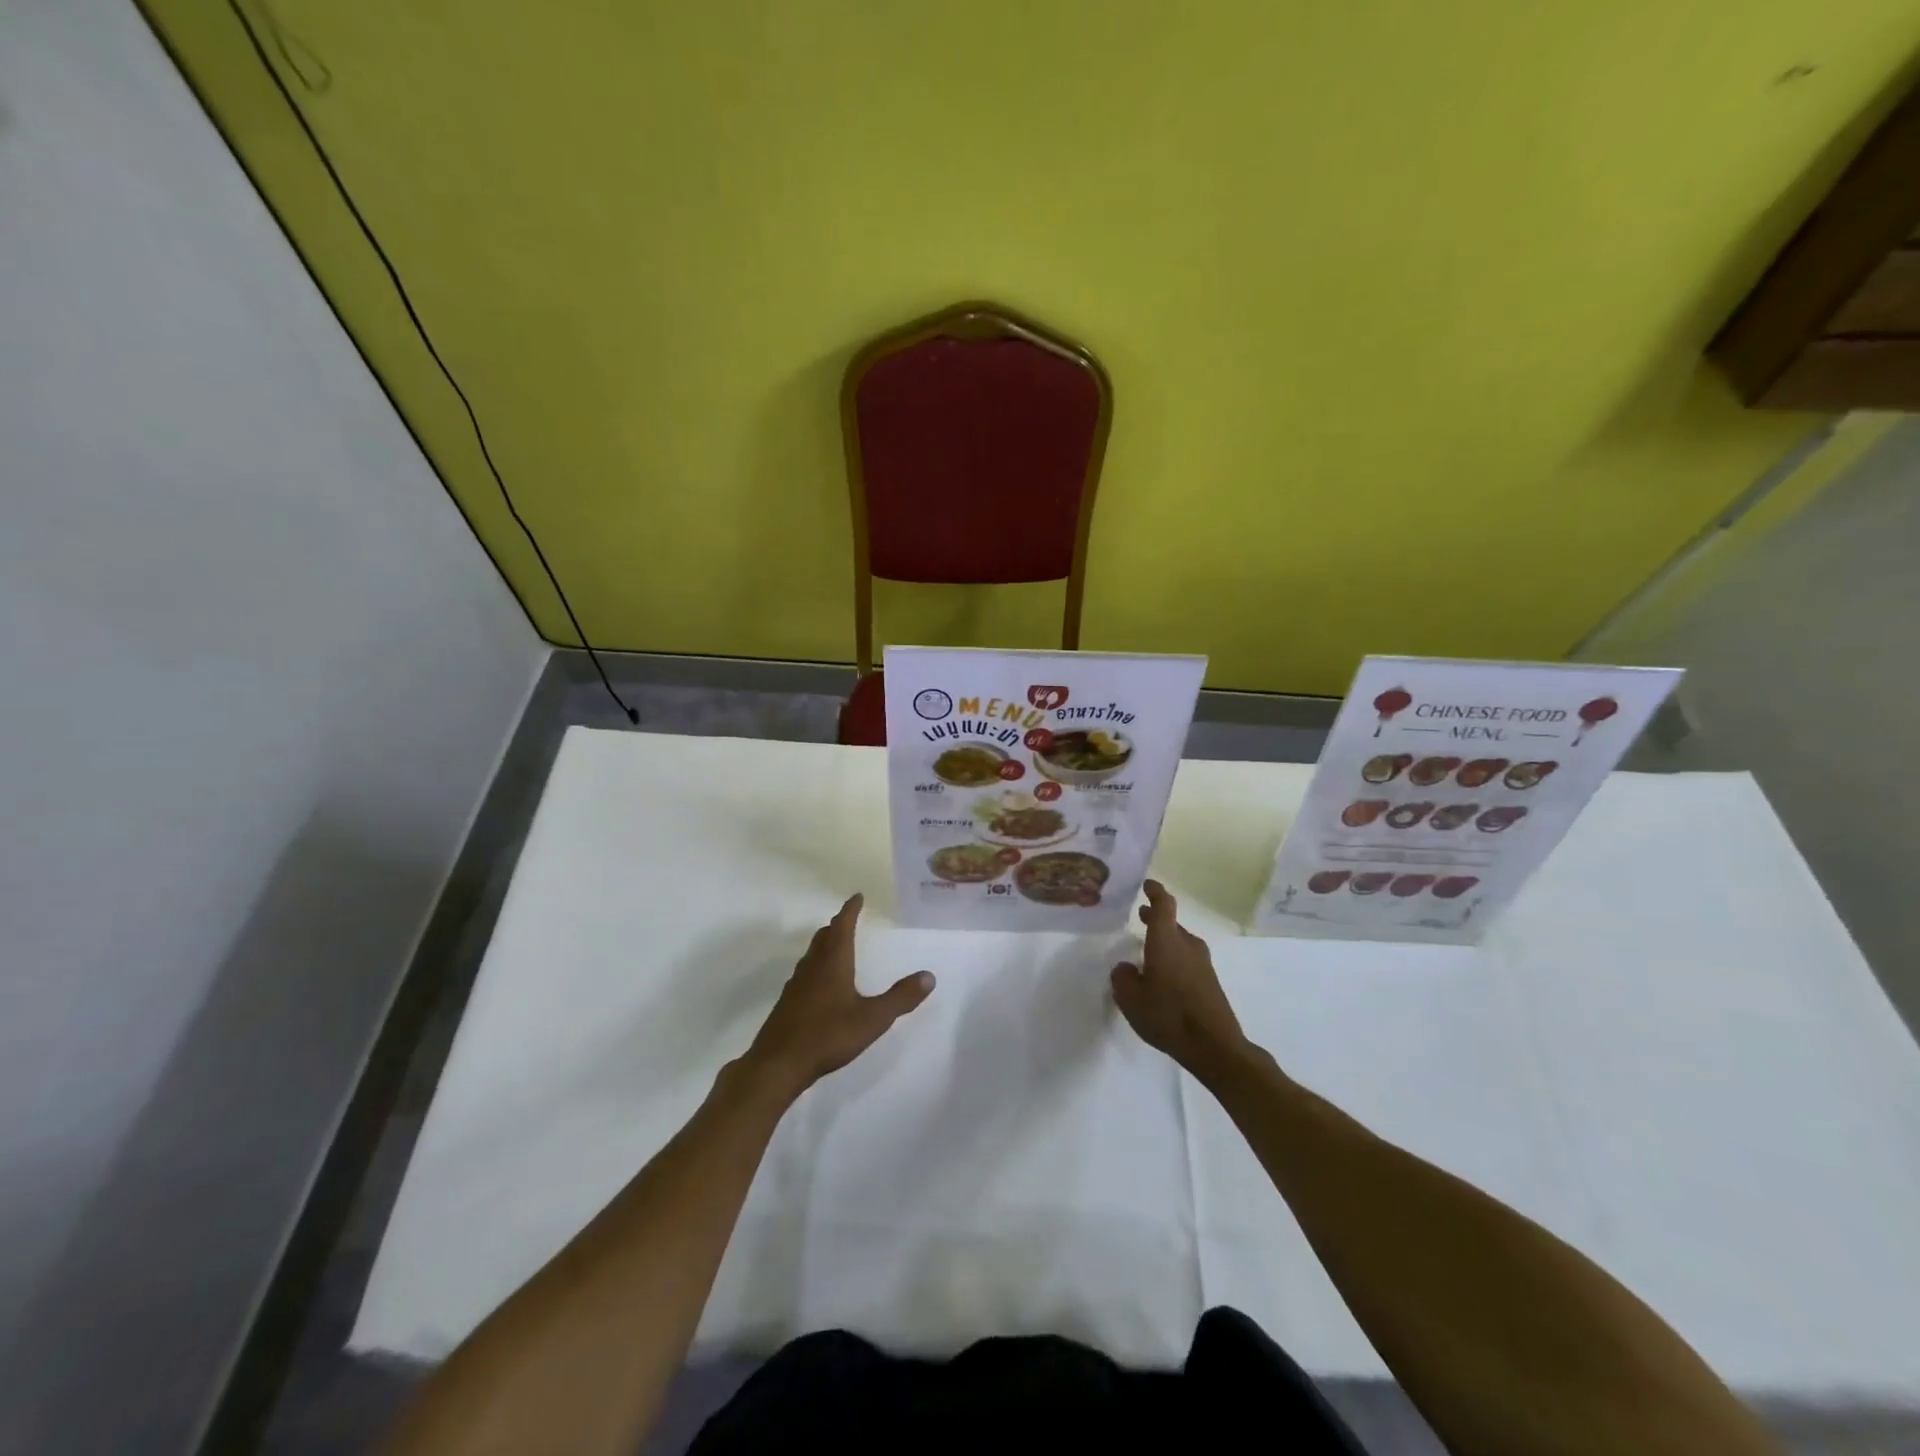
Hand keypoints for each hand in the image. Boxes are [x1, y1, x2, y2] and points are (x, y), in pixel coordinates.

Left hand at [742, 894, 933, 1098]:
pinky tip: (820, 984)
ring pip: (812, 954)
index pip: (843, 926)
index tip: (857, 896)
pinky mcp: (787, 1003)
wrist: (778, 1063)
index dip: (850, 910)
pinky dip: (816, 966)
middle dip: (837, 925)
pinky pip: (805, 974)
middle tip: (848, 918)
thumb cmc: (828, 1035)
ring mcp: (796, 985)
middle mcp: (813, 966)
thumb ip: (901, 997)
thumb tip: (929, 976)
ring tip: (836, 945)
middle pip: (824, 937)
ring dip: (825, 945)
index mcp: (833, 962)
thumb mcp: (873, 1018)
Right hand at [1110, 880, 1246, 1077]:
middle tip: (1141, 915)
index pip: (1164, 904)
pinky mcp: (1210, 982)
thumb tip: (1126, 968)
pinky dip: (1174, 959)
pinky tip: (1163, 977)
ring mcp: (1202, 964)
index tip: (1147, 884)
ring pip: (1181, 942)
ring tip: (1148, 949)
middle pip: (1172, 923)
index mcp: (1166, 941)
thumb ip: (1123, 978)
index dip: (1155, 891)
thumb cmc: (1168, 1015)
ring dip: (1166, 940)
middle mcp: (1187, 945)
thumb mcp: (1131, 999)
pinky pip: (1188, 960)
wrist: (1214, 1046)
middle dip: (1156, 918)